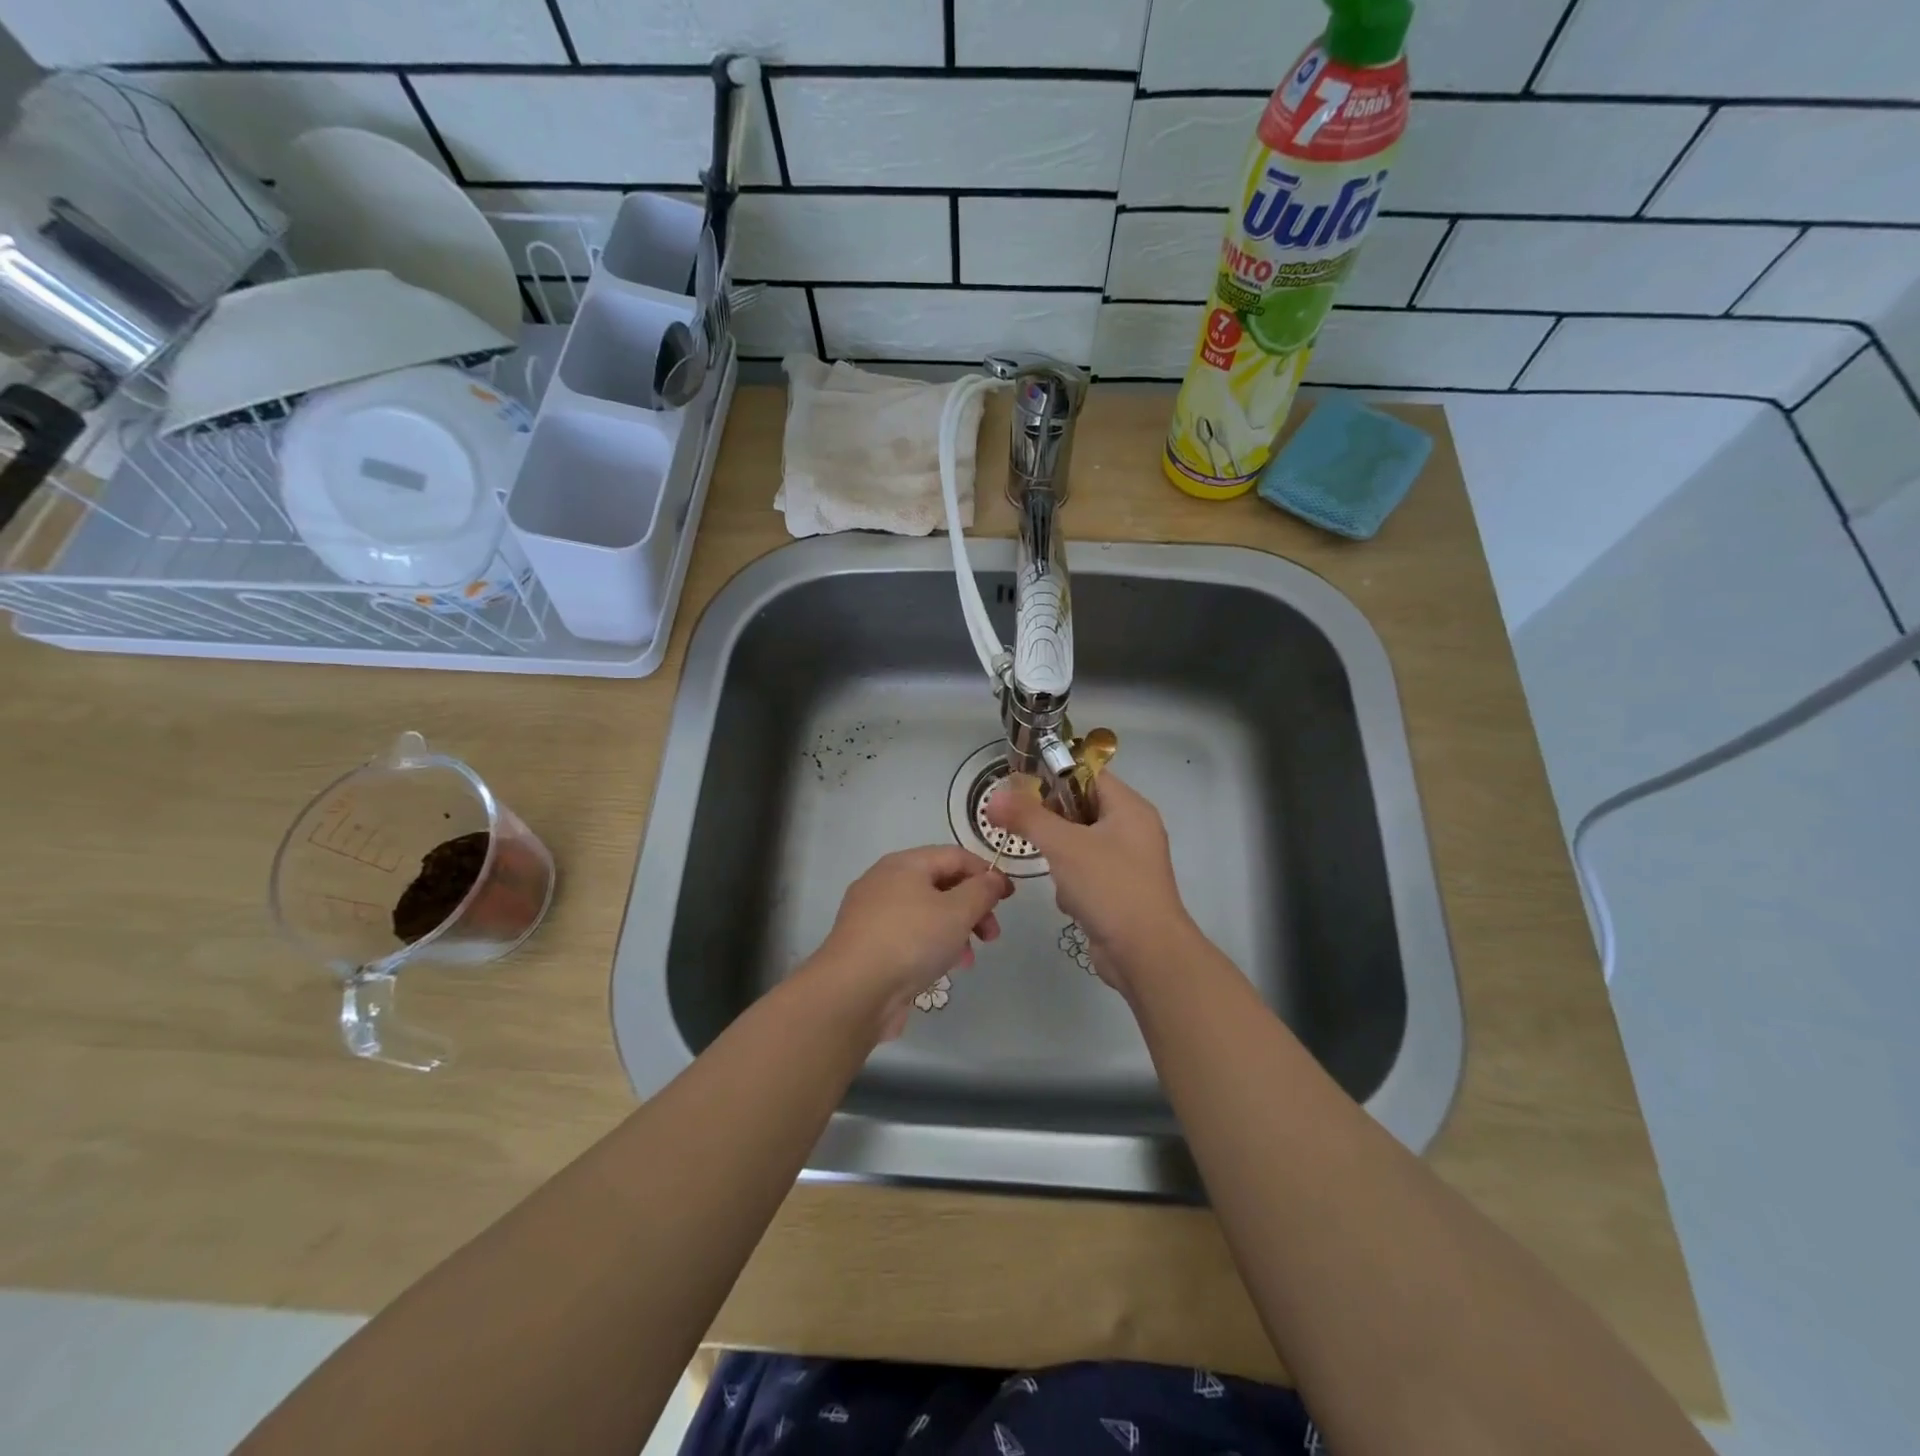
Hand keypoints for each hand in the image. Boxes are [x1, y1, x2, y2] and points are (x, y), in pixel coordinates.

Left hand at [809, 847, 1013, 1040]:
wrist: (853, 991)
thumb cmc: (910, 940)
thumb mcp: (957, 911)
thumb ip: (981, 891)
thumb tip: (992, 878)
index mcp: (904, 864)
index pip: (954, 855)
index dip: (986, 873)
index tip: (1009, 898)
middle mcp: (884, 882)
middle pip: (940, 885)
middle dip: (972, 907)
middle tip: (992, 934)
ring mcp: (872, 916)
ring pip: (926, 914)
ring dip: (955, 931)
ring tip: (968, 959)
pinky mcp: (868, 946)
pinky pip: (909, 937)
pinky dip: (932, 947)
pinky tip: (943, 970)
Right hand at [985, 772, 1190, 994]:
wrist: (1146, 954)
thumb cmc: (1109, 887)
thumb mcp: (1063, 845)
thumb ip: (1027, 817)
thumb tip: (993, 797)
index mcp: (1130, 808)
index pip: (1087, 774)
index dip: (1053, 777)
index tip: (1020, 791)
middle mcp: (1133, 829)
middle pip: (1080, 809)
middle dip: (1053, 825)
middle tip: (1028, 832)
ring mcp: (1128, 862)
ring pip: (1079, 844)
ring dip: (1060, 859)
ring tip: (1058, 875)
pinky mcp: (1120, 891)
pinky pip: (1086, 873)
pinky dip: (1072, 885)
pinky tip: (1071, 901)